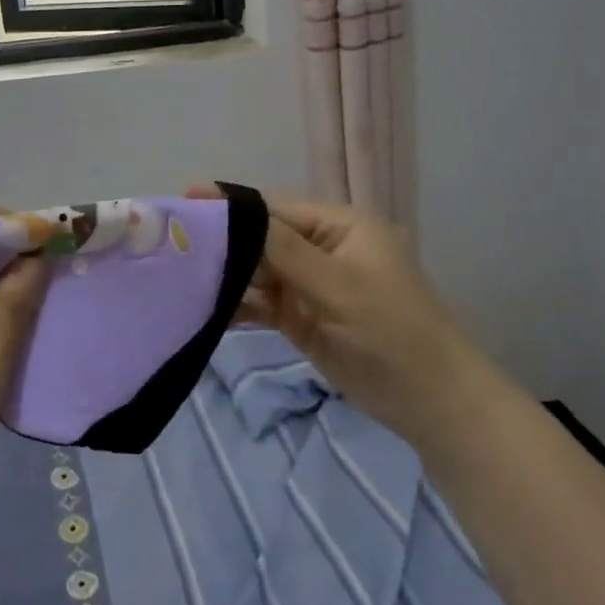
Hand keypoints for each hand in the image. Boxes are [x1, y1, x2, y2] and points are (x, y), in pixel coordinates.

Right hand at [187, 187, 486, 443]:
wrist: (432, 403)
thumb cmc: (392, 332)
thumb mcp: (339, 286)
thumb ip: (284, 250)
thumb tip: (235, 213)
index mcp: (339, 226)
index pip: (274, 208)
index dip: (231, 205)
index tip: (185, 201)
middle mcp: (320, 249)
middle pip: (261, 238)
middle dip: (222, 240)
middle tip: (172, 241)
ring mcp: (309, 284)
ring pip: (256, 271)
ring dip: (225, 274)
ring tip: (177, 273)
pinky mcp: (300, 316)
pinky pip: (260, 303)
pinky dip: (236, 306)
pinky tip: (203, 309)